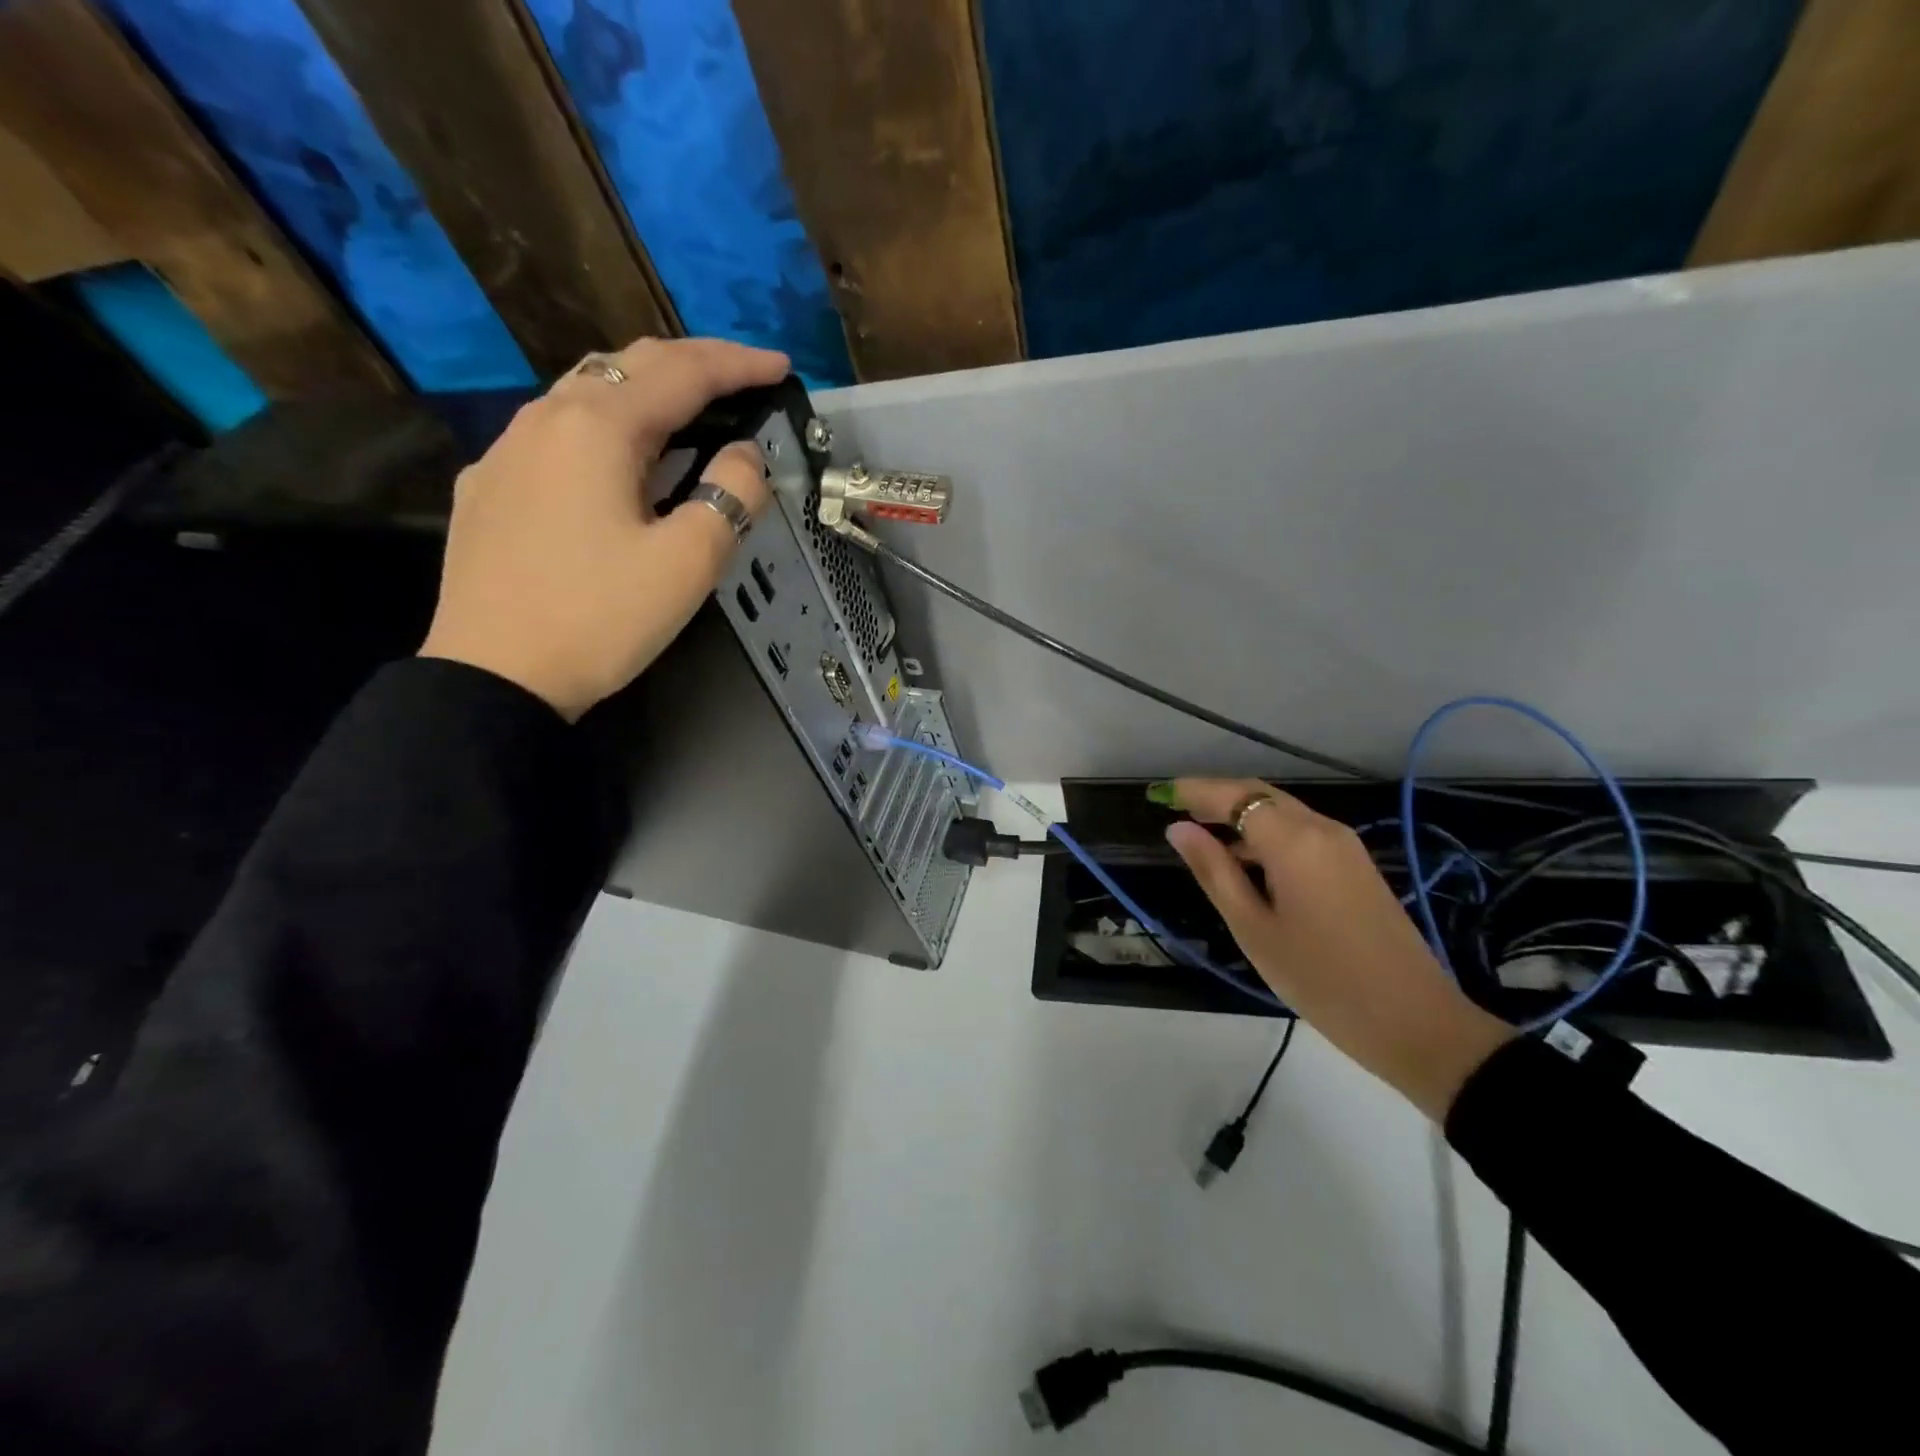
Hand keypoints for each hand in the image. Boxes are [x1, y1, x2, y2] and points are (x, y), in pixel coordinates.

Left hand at [419, 337, 789, 719]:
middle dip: (693, 364)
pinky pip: (558, 431)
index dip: (739, 365)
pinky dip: (607, 425)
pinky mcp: (491, 485)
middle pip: (629, 363)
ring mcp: (508, 449)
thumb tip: (744, 455)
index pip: (683, 372)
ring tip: (689, 412)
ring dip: (647, 389)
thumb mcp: (689, 562)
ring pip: (587, 391)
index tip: (782, 367)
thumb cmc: (602, 617)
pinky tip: (618, 461)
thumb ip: (731, 495)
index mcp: (599, 426)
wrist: (495, 674)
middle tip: (742, 380)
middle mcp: (547, 417)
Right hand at [1163, 780, 1513, 1120]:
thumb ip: (1214, 872)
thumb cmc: (1321, 980)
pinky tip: (1246, 859)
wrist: (1416, 1022)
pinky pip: (1301, 831)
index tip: (1158, 793)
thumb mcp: (1253, 929)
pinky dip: (1266, 832)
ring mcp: (1345, 845)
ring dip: (1241, 813)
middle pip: (1260, 794)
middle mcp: (1321, 829)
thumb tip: (1178, 830)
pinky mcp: (1356, 864)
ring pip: (1282, 811)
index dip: (1193, 790)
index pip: (1233, 796)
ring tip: (1201, 834)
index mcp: (1293, 841)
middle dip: (1216, 796)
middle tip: (1175, 808)